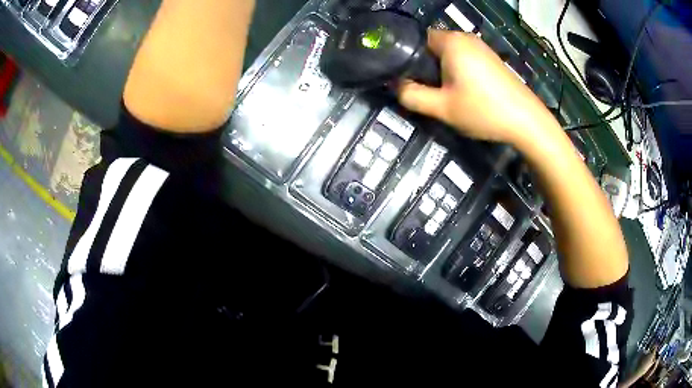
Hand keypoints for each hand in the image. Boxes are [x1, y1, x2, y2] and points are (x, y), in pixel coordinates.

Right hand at [398, 30, 555, 144]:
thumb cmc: (483, 110)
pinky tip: (464, 91)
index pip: (416, 39)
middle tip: (426, 90)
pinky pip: (465, 58)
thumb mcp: (442, 108)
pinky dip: (458, 71)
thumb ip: (412, 96)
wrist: (526, 121)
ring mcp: (481, 47)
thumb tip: (396, 86)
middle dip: (425, 66)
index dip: (408, 57)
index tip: (407, 78)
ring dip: (442, 70)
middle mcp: (465, 38)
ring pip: (449, 53)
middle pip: (433, 46)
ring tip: (445, 93)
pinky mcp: (491, 59)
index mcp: (451, 42)